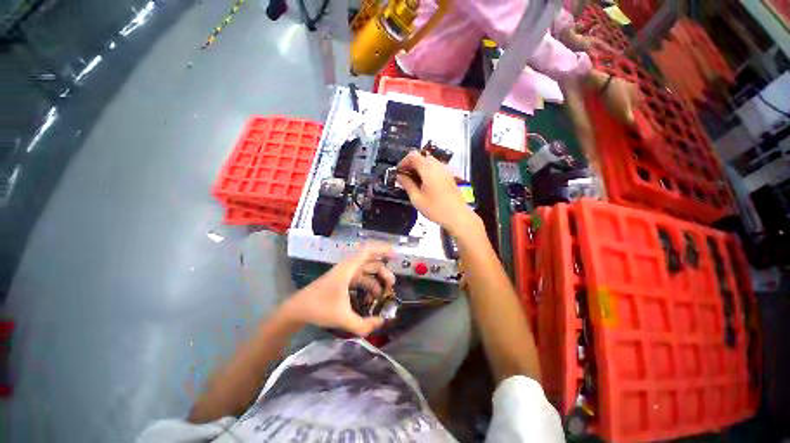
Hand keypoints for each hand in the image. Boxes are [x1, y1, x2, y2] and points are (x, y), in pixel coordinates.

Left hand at [280, 243, 395, 335]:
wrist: (298, 310)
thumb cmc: (320, 309)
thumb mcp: (343, 318)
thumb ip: (364, 324)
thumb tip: (382, 322)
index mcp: (348, 268)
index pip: (368, 251)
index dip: (382, 250)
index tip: (396, 255)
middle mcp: (348, 267)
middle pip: (371, 262)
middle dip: (383, 271)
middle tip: (392, 284)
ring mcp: (345, 274)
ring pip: (366, 271)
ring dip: (377, 279)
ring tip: (384, 293)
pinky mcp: (342, 280)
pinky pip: (360, 278)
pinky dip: (369, 284)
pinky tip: (372, 296)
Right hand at [396, 151, 480, 235]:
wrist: (458, 216)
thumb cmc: (436, 209)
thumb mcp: (417, 199)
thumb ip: (407, 184)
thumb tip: (400, 176)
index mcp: (429, 169)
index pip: (413, 155)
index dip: (403, 161)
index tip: (398, 172)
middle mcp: (438, 166)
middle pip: (422, 156)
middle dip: (411, 164)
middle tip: (405, 177)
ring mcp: (445, 170)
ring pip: (429, 161)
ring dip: (419, 168)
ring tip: (413, 182)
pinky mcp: (449, 176)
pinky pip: (436, 167)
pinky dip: (427, 171)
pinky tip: (424, 184)